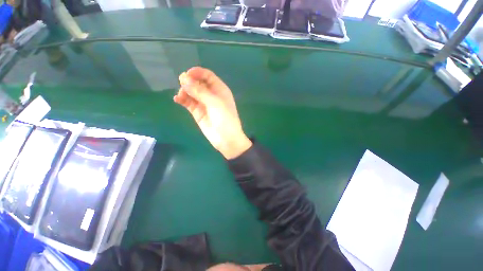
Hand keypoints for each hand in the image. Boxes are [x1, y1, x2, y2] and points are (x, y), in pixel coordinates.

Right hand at [174, 67, 251, 158]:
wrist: (226, 139)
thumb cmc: (225, 119)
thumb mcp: (215, 103)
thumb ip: (200, 91)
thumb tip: (184, 78)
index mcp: (220, 89)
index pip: (207, 76)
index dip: (197, 72)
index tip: (187, 74)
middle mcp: (211, 95)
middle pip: (198, 83)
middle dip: (190, 82)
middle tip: (182, 84)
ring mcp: (204, 104)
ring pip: (192, 92)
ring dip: (185, 91)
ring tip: (181, 95)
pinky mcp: (198, 112)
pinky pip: (188, 103)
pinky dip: (182, 99)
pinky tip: (177, 99)